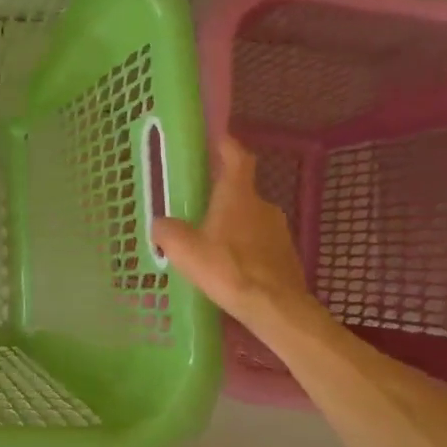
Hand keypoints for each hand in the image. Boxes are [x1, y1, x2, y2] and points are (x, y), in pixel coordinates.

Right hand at [151, 136, 313, 328]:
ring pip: (250, 220)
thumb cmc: (227, 268)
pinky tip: (228, 268)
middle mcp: (262, 206)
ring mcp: (279, 232)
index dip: (227, 145)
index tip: (217, 138)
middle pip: (241, 192)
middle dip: (221, 197)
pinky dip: (244, 249)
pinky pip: (260, 244)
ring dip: (232, 226)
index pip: (237, 158)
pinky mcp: (286, 257)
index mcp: (238, 196)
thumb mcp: (183, 248)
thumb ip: (167, 231)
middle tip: (198, 208)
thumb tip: (160, 224)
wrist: (275, 308)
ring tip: (209, 244)